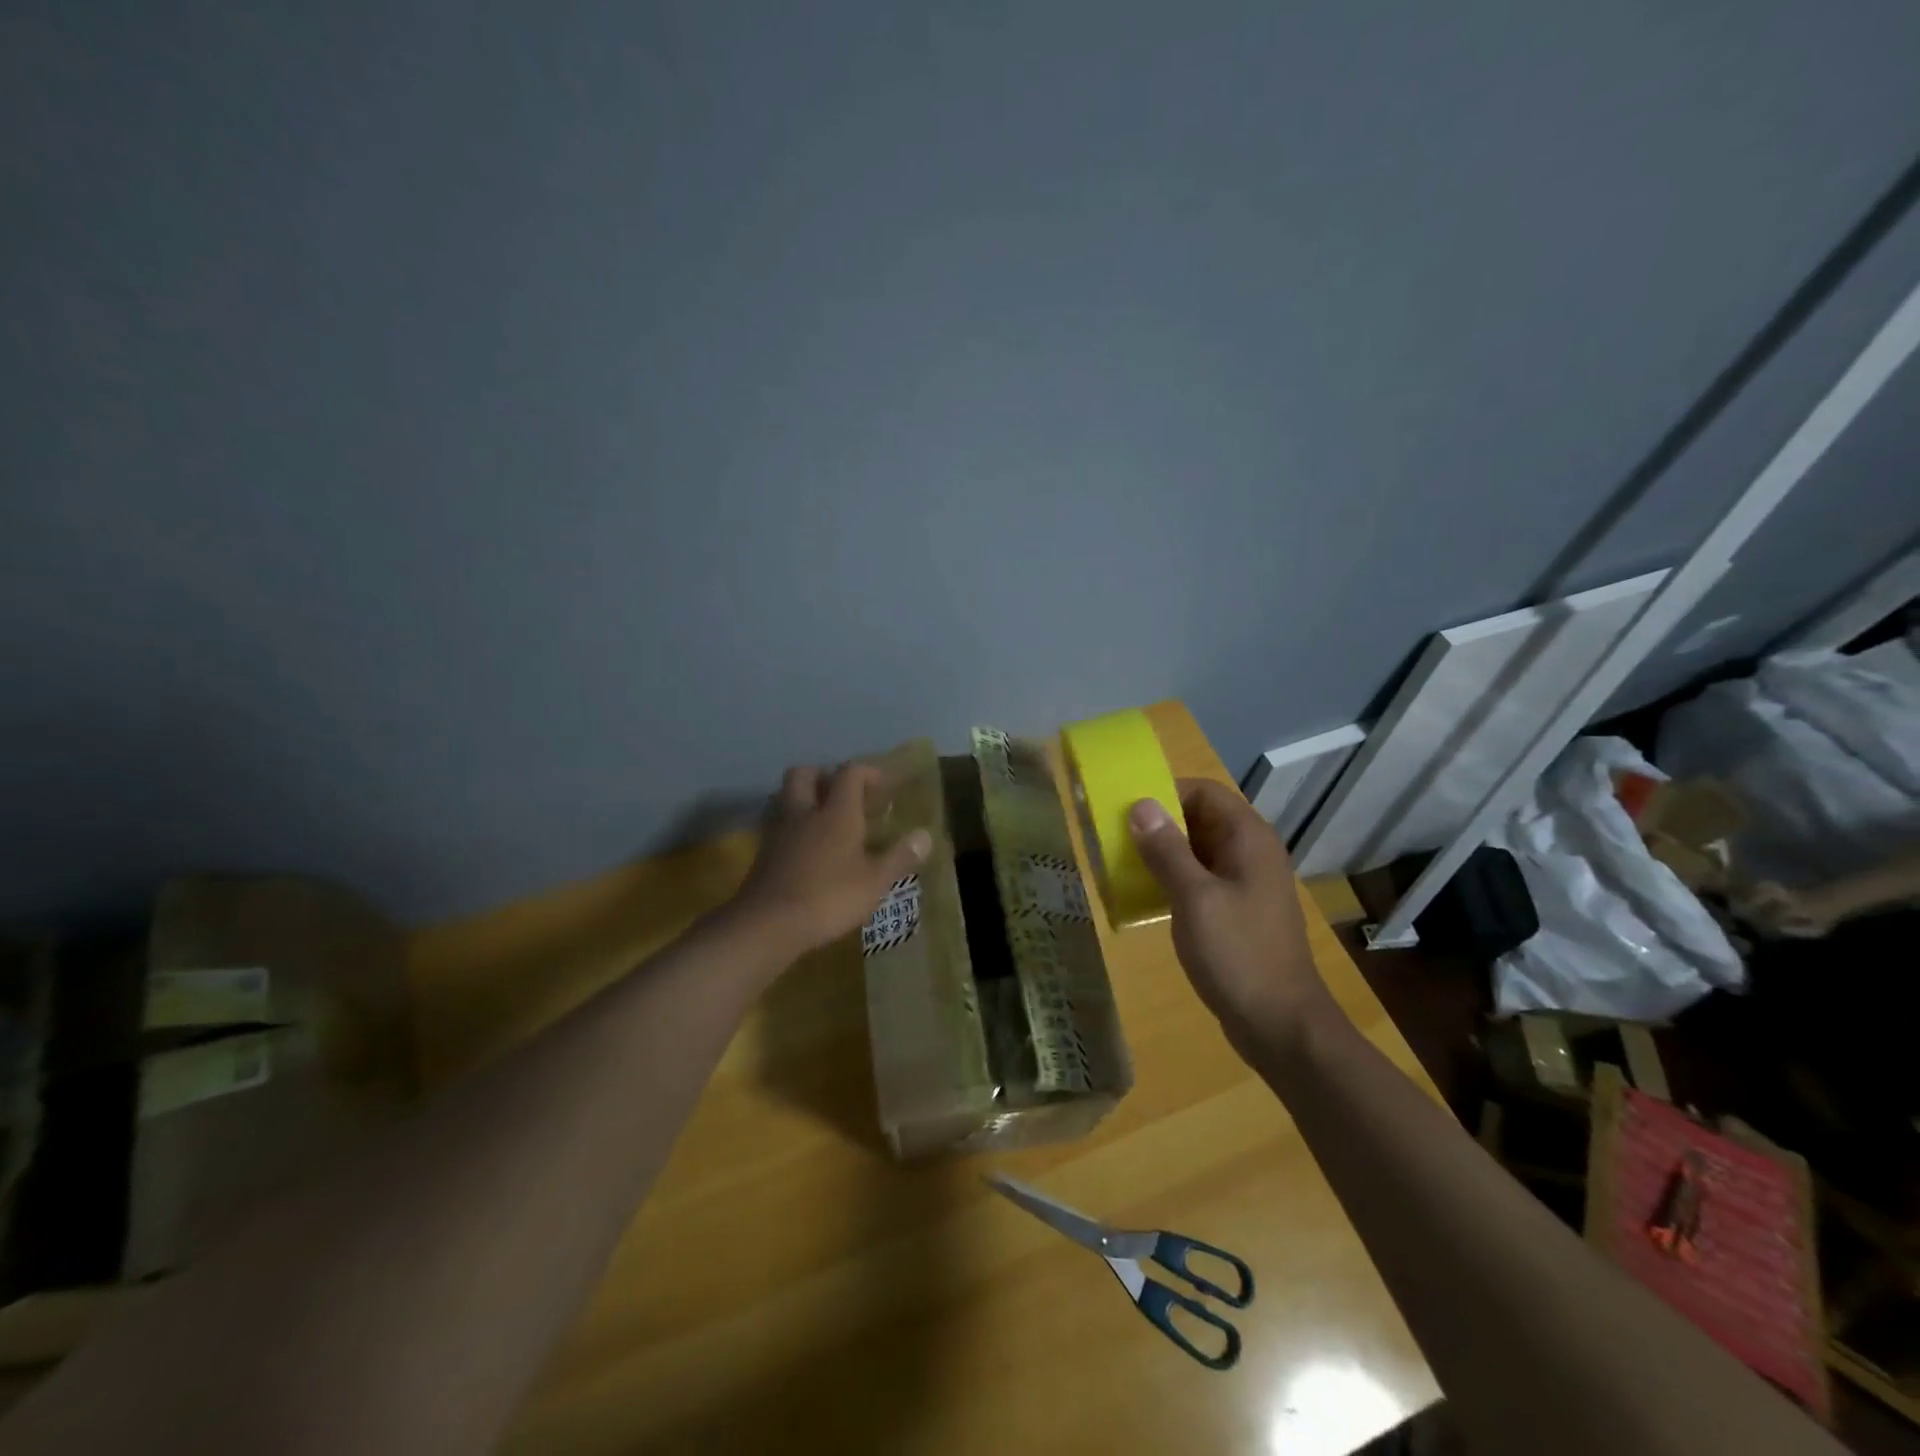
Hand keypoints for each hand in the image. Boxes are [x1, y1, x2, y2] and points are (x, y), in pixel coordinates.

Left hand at [730, 763, 931, 958]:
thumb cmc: (829, 897)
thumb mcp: (874, 881)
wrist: (768, 924)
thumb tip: (926, 835)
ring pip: (787, 797)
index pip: (850, 773)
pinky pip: (779, 825)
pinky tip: (807, 849)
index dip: (868, 773)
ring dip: (805, 800)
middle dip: (825, 776)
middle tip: (845, 795)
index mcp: (836, 812)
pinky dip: (794, 828)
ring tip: (826, 821)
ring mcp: (779, 831)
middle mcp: (804, 812)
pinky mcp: (763, 853)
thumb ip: (900, 856)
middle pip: (806, 773)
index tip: (884, 787)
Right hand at [1128, 778, 1332, 1052]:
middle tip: (1115, 836)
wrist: (1280, 1024)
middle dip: (1159, 823)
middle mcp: (1251, 852)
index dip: (1166, 791)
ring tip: (1123, 863)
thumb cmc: (1238, 954)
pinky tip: (1147, 895)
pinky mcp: (1238, 910)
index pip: (1204, 791)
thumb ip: (1167, 850)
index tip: (1126, 808)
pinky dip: (1174, 878)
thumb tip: (1141, 805)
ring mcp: (1246, 883)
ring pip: (1198, 850)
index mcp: (1248, 839)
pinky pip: (1201, 878)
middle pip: (1200, 818)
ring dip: (1163, 852)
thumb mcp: (1195, 898)